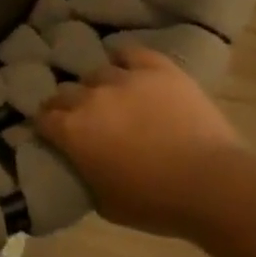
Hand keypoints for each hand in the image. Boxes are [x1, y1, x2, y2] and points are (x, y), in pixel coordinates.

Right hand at [35, 47, 244, 237]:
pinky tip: (128, 68)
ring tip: (112, 97)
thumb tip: (81, 164)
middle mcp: (90, 98)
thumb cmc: (155, 203)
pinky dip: (125, 59)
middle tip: (81, 118)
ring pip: (98, 73)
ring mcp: (124, 79)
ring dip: (99, 86)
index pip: (43, 118)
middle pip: (65, 92)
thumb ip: (85, 175)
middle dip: (67, 104)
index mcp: (71, 131)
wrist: (212, 184)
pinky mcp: (157, 70)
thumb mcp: (105, 203)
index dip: (46, 126)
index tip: (52, 133)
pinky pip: (131, 53)